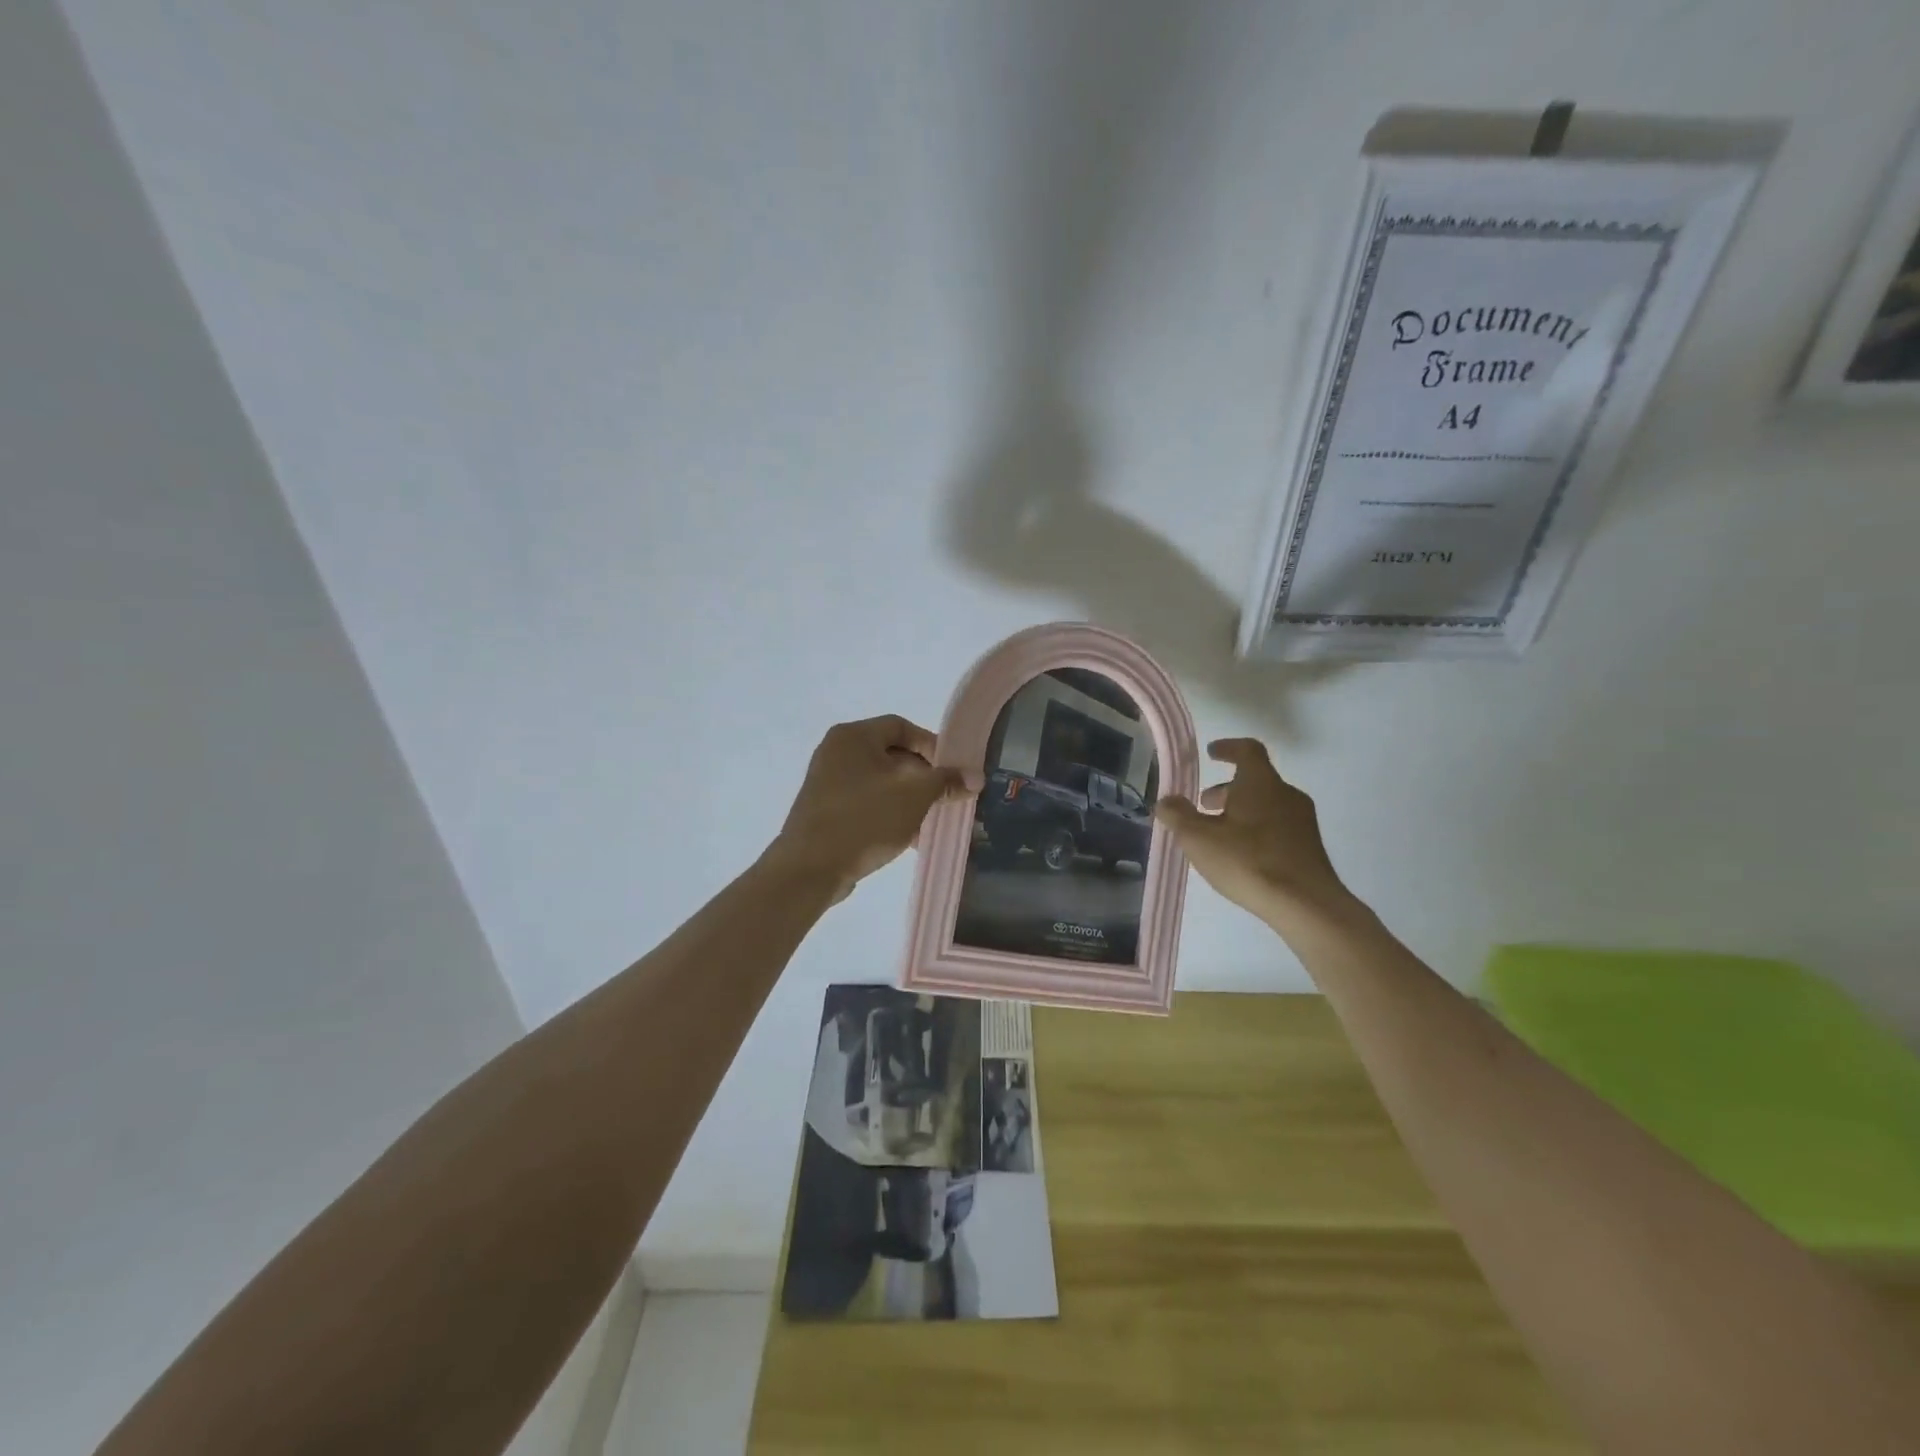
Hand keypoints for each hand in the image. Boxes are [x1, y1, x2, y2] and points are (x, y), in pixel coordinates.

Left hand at [771, 715, 975, 903]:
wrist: (809, 868)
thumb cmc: (863, 819)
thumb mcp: (914, 796)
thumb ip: (946, 782)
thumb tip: (975, 777)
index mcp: (853, 736)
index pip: (901, 726)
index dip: (931, 744)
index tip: (953, 770)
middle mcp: (836, 752)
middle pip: (892, 755)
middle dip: (923, 777)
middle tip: (946, 798)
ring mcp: (827, 783)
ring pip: (881, 783)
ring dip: (909, 800)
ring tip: (932, 822)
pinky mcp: (825, 811)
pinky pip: (866, 804)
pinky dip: (888, 814)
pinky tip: (908, 839)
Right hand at [1154, 738, 1355, 931]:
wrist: (1306, 905)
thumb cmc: (1248, 861)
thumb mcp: (1199, 839)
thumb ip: (1178, 816)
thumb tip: (1166, 801)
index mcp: (1261, 783)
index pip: (1247, 750)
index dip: (1228, 748)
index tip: (1212, 753)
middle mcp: (1286, 794)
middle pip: (1255, 781)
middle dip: (1227, 790)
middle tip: (1203, 805)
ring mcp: (1302, 821)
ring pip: (1266, 805)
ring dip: (1240, 811)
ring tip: (1217, 834)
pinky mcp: (1309, 847)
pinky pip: (1278, 826)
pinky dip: (1256, 830)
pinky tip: (1241, 855)